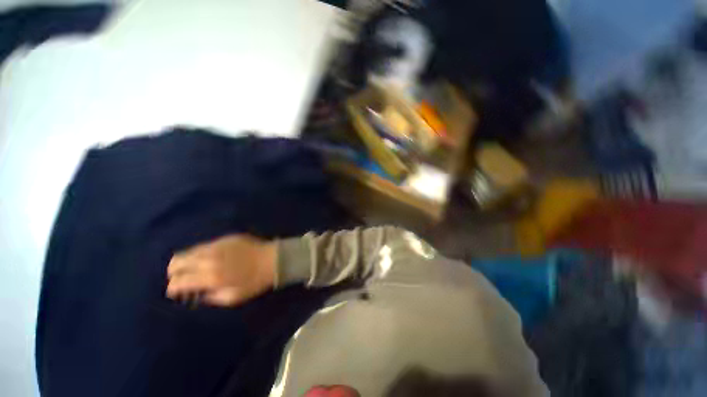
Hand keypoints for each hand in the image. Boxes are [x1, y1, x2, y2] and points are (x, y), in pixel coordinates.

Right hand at [166, 234, 276, 306]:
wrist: (273, 259)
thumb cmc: (255, 281)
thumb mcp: (232, 298)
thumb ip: (210, 297)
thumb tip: (196, 293)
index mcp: (210, 276)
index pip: (178, 281)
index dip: (173, 288)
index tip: (176, 292)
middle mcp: (209, 258)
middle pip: (177, 261)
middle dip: (174, 271)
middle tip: (181, 278)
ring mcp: (217, 245)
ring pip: (189, 250)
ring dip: (186, 261)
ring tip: (193, 268)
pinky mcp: (226, 238)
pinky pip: (205, 244)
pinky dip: (200, 253)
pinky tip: (209, 258)